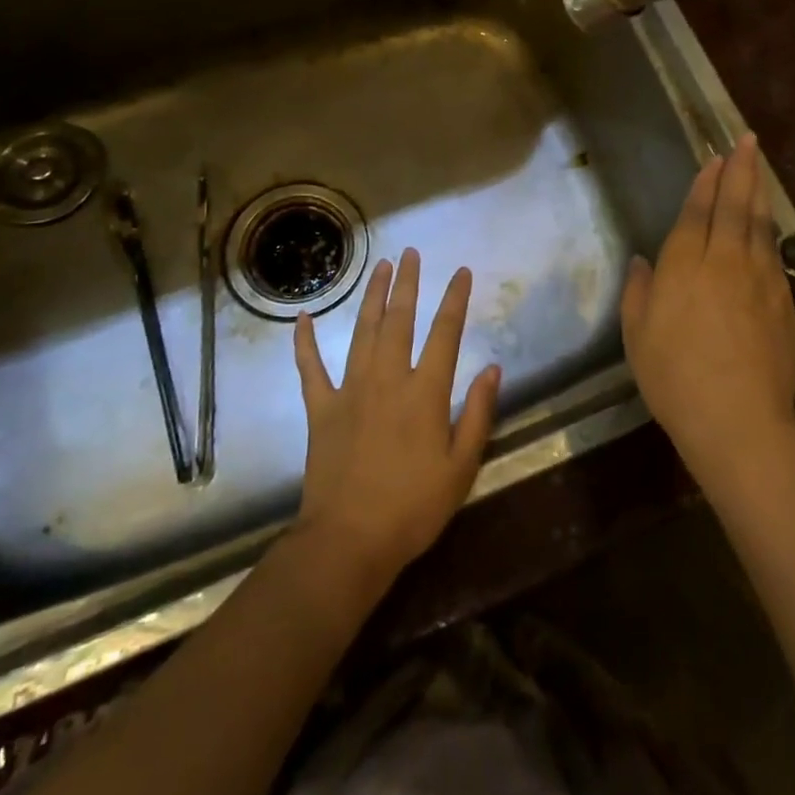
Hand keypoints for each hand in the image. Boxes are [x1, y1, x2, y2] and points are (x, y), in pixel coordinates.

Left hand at [292, 249, 500, 586]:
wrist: (348, 542)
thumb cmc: (413, 508)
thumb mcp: (461, 467)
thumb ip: (478, 414)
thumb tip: (492, 368)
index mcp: (425, 392)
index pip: (445, 333)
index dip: (455, 299)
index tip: (461, 271)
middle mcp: (388, 379)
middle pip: (400, 320)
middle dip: (408, 283)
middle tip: (410, 252)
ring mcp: (350, 390)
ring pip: (362, 332)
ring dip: (372, 297)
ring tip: (380, 268)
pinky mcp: (321, 409)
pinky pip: (310, 368)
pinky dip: (305, 342)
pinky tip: (302, 317)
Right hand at [621, 134, 794, 489]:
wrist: (738, 420)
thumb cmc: (674, 379)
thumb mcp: (637, 336)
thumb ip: (639, 292)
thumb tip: (644, 261)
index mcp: (685, 266)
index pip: (697, 212)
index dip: (705, 183)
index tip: (714, 159)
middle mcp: (725, 261)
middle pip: (734, 206)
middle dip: (740, 170)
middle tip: (747, 141)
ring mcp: (760, 279)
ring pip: (760, 224)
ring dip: (758, 192)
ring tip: (759, 167)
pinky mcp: (783, 301)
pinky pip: (774, 253)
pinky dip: (770, 230)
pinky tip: (768, 225)